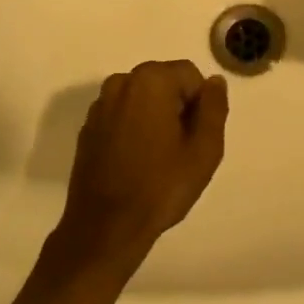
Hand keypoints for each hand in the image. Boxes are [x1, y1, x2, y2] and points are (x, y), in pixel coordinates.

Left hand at [52, 60, 228, 274]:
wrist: (105, 227)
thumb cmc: (160, 186)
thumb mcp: (205, 149)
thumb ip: (215, 107)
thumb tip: (214, 82)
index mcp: (150, 80)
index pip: (190, 75)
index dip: (200, 105)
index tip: (196, 138)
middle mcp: (121, 82)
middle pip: (165, 83)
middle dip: (177, 108)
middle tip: (181, 150)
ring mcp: (100, 105)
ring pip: (143, 99)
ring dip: (155, 118)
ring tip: (158, 158)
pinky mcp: (88, 127)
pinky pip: (122, 115)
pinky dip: (133, 129)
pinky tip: (136, 162)